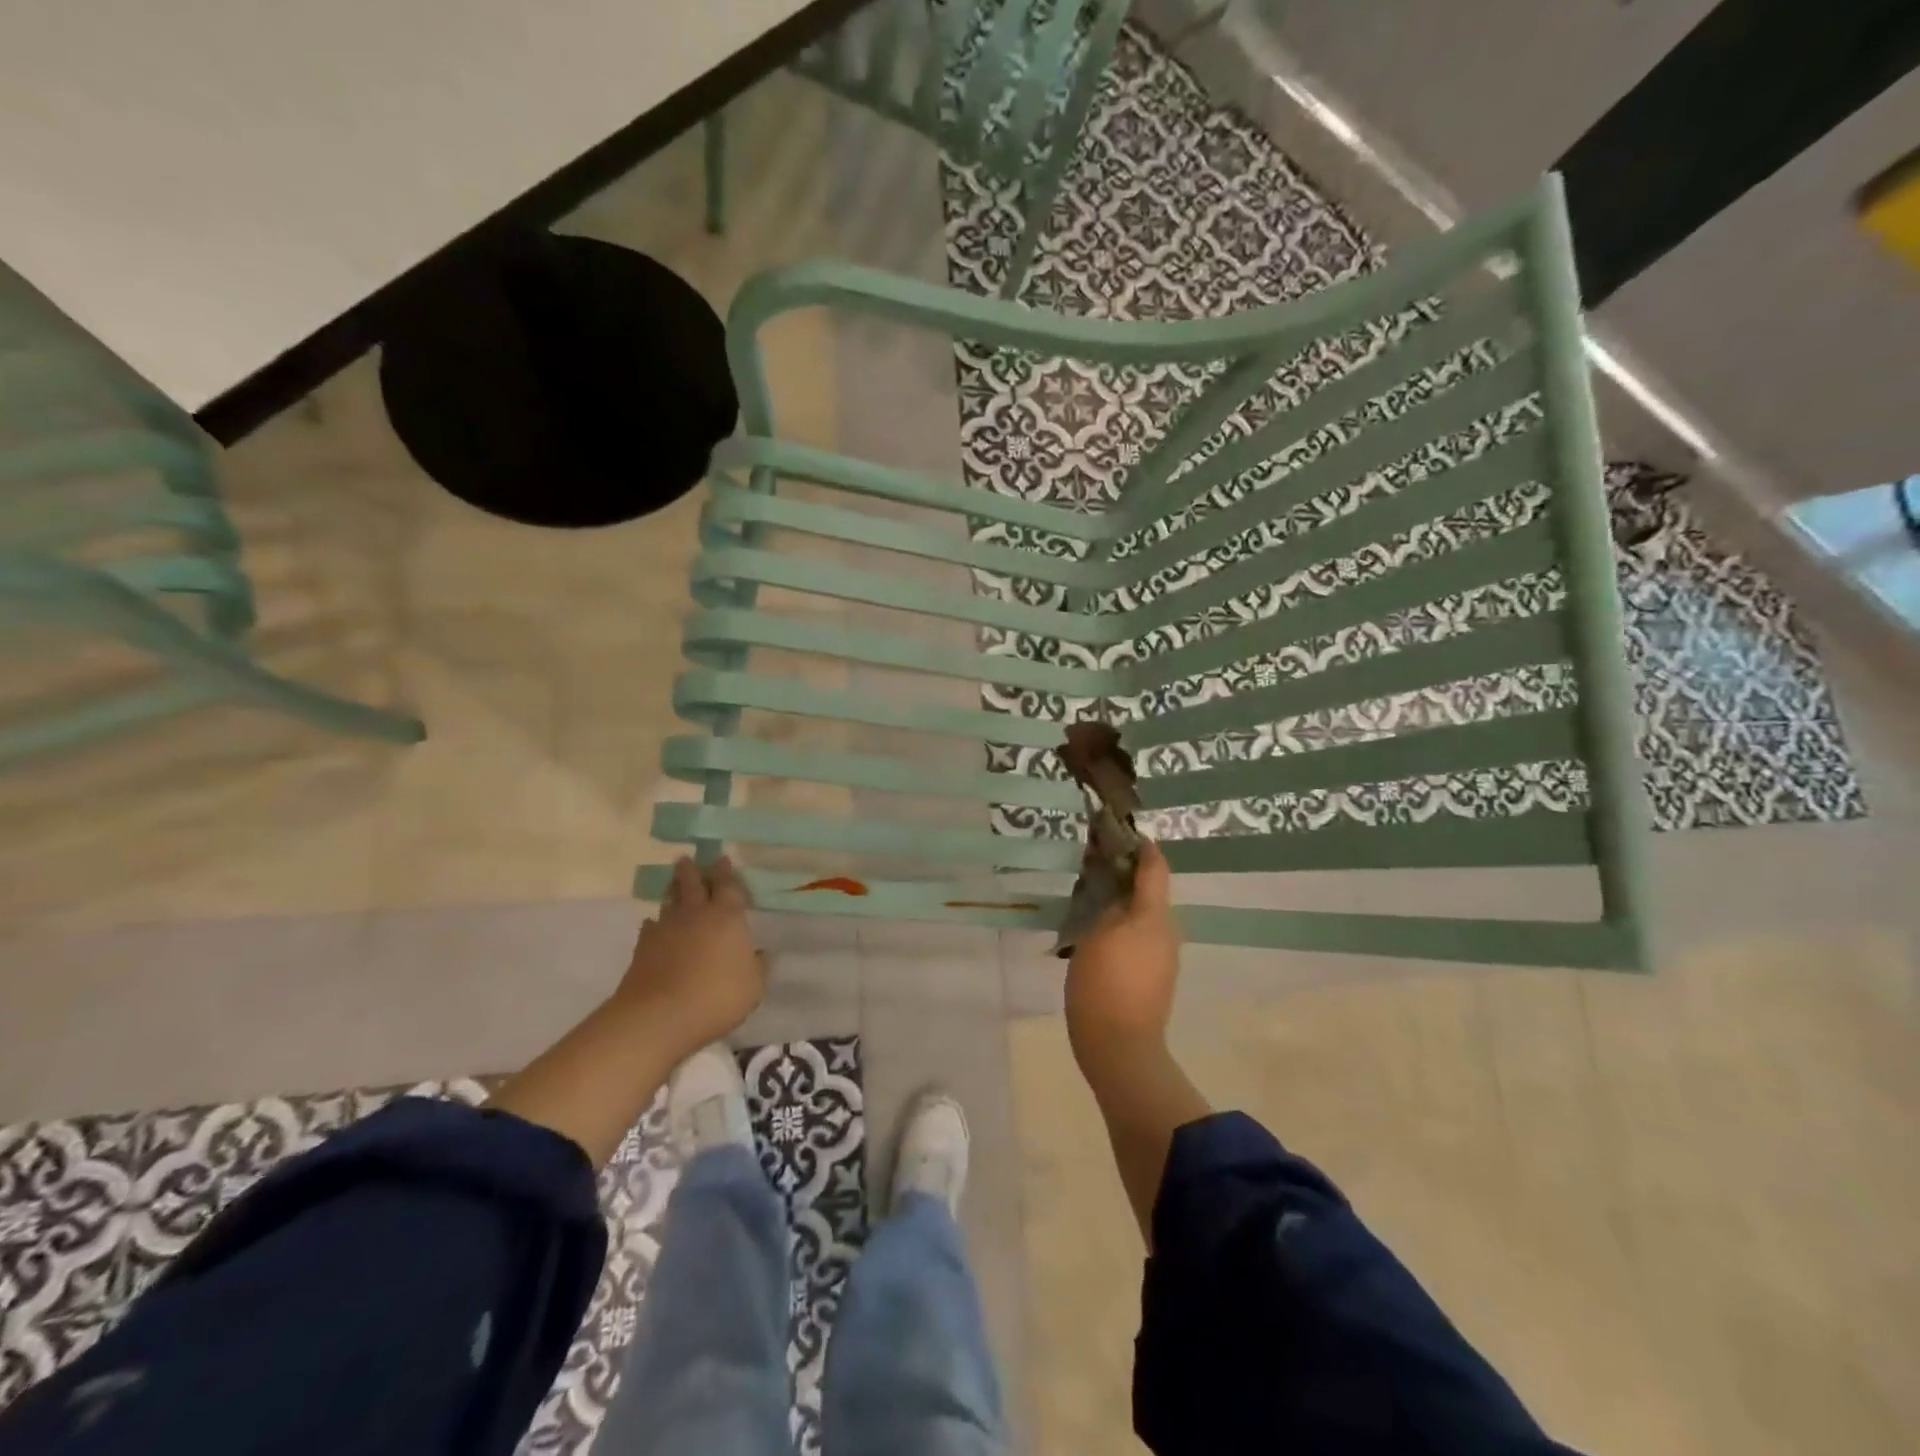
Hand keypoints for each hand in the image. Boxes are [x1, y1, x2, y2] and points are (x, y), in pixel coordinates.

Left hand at [616, 856, 765, 1061]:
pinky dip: (655, 923)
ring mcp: (666, 928)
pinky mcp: (643, 947)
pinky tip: (655, 926)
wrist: (658, 1017)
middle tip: (688, 859)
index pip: (728, 885)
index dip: (726, 871)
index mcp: (727, 917)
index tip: (722, 858)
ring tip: (673, 882)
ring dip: (673, 889)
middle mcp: (696, 914)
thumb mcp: (753, 987)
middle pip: (693, 883)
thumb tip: (759, 953)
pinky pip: (651, 926)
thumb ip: (758, 967)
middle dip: (692, 870)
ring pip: (670, 900)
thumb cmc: (716, 997)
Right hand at [1065, 840, 1179, 1068]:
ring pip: (1145, 916)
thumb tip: (1115, 890)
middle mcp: (1167, 930)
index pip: (1155, 867)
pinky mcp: (1157, 976)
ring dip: (1123, 903)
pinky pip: (1142, 938)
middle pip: (1150, 891)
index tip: (1120, 832)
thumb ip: (1107, 906)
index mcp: (1153, 915)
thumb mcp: (1094, 936)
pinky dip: (1124, 928)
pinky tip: (1099, 935)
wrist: (1121, 1048)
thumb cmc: (1103, 986)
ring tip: (1091, 900)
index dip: (1141, 846)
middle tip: (1093, 867)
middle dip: (1125, 876)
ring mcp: (1165, 956)